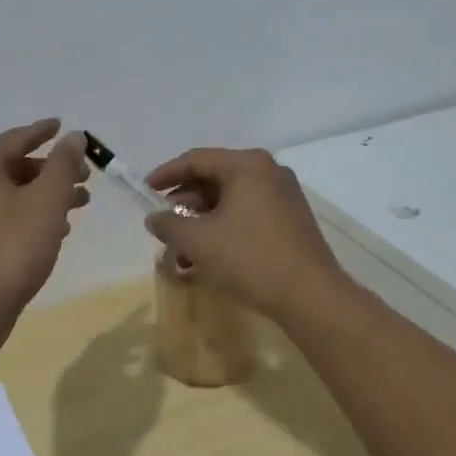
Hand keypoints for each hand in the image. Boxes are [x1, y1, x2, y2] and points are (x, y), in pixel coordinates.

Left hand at [0, 120, 88, 323]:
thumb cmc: (14, 246)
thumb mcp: (47, 200)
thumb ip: (63, 163)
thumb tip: (73, 136)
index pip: (15, 138)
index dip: (43, 132)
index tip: (63, 126)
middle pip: (14, 166)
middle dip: (51, 169)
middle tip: (84, 176)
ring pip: (10, 194)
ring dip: (45, 194)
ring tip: (79, 203)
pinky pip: (3, 216)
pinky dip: (29, 214)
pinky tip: (55, 230)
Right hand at [142, 148, 348, 321]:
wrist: (310, 296)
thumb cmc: (250, 258)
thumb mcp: (199, 241)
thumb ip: (169, 225)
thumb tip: (154, 218)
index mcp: (247, 165)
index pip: (197, 159)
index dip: (166, 174)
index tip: (145, 190)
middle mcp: (269, 172)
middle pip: (215, 178)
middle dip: (185, 203)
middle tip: (164, 223)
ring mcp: (284, 196)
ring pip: (231, 199)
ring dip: (202, 220)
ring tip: (181, 248)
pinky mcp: (292, 220)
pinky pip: (248, 214)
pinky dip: (224, 228)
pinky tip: (208, 255)